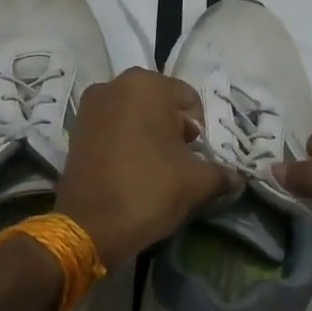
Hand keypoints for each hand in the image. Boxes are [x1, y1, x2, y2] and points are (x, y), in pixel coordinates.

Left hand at [55, 68, 240, 265]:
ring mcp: (90, 106)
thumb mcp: (197, 182)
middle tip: (180, 161)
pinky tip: (132, 169)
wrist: (90, 226)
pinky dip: (125, 142)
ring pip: (133, 115)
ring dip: (148, 134)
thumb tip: (236, 177)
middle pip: (159, 103)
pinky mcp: (75, 130)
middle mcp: (114, 85)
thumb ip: (221, 173)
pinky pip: (112, 128)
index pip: (188, 100)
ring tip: (156, 167)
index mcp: (146, 85)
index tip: (197, 156)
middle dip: (172, 128)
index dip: (199, 129)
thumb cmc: (149, 190)